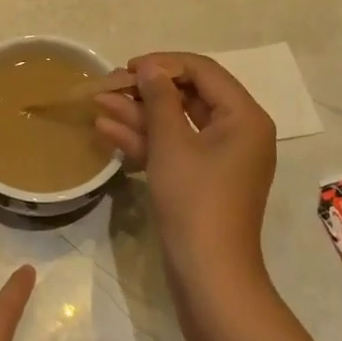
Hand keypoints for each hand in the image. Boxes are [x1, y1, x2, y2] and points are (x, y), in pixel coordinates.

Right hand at [93, 53, 276, 297]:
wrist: (209, 276)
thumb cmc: (195, 201)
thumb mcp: (172, 144)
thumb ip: (159, 99)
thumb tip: (149, 68)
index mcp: (244, 117)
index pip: (203, 71)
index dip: (163, 64)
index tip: (127, 68)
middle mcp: (238, 132)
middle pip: (189, 96)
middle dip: (145, 91)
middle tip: (108, 86)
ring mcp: (219, 158)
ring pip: (176, 124)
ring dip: (138, 114)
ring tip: (97, 104)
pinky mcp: (202, 180)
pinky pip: (174, 149)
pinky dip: (145, 141)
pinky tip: (107, 131)